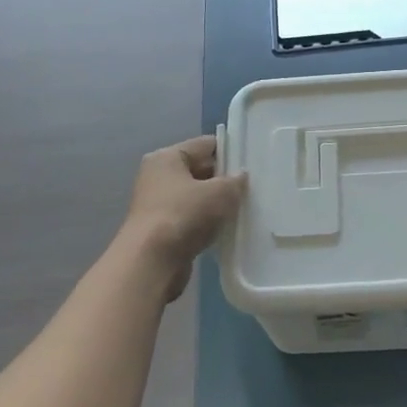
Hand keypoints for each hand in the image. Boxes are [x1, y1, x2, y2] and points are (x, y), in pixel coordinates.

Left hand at [121, 135, 246, 300]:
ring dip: (217, 203)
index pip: (204, 145)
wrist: (152, 262)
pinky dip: (207, 222)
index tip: (252, 161)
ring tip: (244, 208)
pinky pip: (192, 219)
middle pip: (199, 170)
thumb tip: (240, 176)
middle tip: (254, 187)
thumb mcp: (220, 192)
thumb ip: (235, 181)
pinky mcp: (162, 230)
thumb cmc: (184, 215)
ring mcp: (158, 205)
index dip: (229, 151)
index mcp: (166, 158)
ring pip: (196, 197)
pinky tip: (227, 229)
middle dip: (224, 178)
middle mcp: (158, 177)